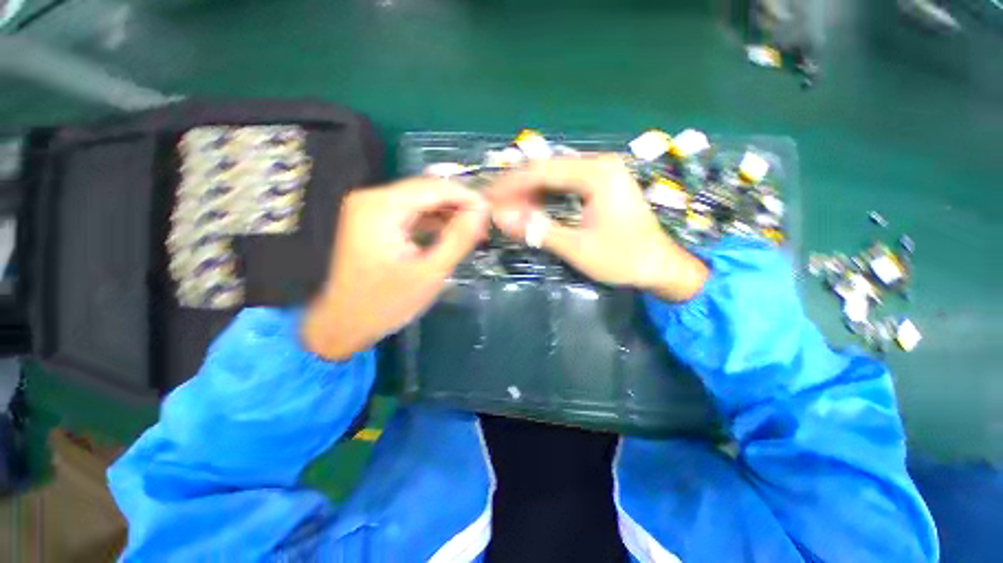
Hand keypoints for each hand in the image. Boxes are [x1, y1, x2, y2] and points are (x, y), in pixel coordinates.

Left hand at [303, 178, 488, 359]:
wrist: (343, 323)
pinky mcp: (373, 221)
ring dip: (448, 214)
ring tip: (474, 232)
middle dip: (458, 205)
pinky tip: (451, 234)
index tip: (491, 211)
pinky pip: (411, 213)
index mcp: (381, 207)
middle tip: (485, 225)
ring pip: (420, 201)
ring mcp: (370, 209)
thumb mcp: (430, 272)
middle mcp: (372, 198)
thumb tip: (483, 211)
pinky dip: (433, 222)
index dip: (466, 195)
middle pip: (426, 191)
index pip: (433, 187)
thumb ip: (458, 238)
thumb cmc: (386, 302)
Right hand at [487, 156, 707, 300]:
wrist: (660, 266)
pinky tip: (531, 207)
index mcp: (596, 173)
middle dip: (517, 188)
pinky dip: (545, 196)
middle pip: (546, 170)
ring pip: (554, 176)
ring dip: (529, 192)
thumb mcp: (576, 247)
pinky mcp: (602, 184)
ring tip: (507, 209)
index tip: (487, 199)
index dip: (510, 186)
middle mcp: (599, 163)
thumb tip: (499, 217)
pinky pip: (565, 184)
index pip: (541, 172)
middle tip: (494, 206)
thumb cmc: (622, 258)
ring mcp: (602, 172)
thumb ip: (537, 230)